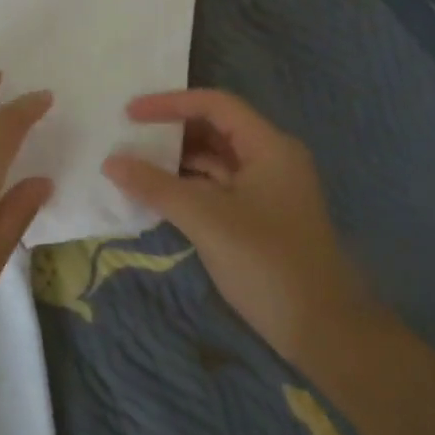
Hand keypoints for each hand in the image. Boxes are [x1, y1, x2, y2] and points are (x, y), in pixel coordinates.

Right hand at [102, 90, 360, 361]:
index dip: (170, 103)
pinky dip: (186, 187)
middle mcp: (270, 159)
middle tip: (127, 137)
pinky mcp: (258, 217)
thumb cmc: (267, 263)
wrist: (323, 330)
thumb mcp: (207, 220)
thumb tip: (111, 162)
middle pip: (214, 129)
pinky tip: (156, 196)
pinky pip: (216, 188)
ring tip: (133, 165)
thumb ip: (156, 187)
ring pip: (214, 161)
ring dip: (175, 161)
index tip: (129, 113)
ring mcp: (266, 190)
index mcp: (269, 147)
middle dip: (170, 131)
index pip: (215, 105)